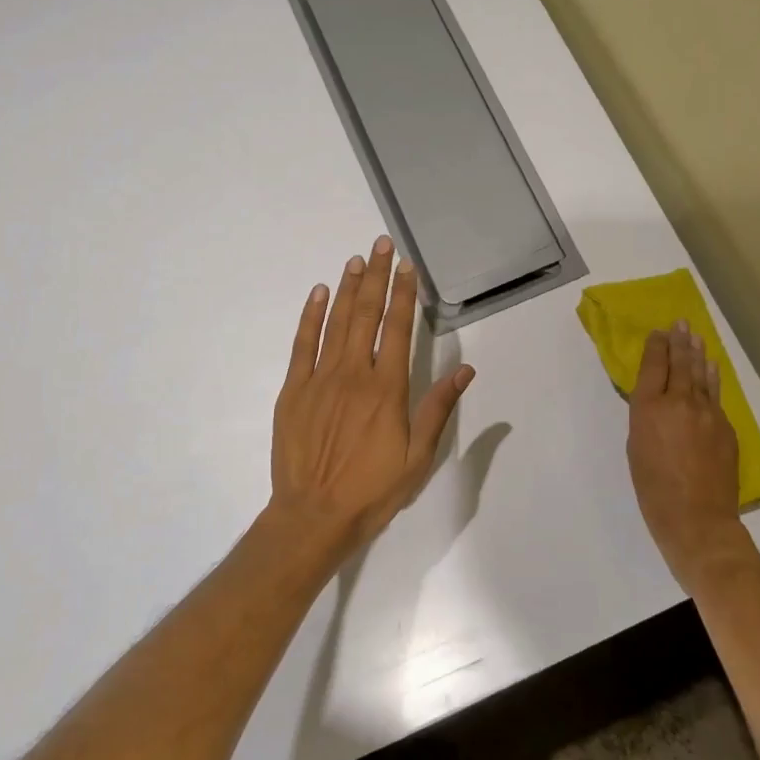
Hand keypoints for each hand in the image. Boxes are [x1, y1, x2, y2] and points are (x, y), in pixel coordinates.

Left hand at [269, 235, 474, 551]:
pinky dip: (311, 316)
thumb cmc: (373, 489)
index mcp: (387, 388)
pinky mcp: (294, 390)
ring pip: (336, 322)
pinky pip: (302, 344)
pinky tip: (318, 293)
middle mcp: (354, 373)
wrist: (314, 515)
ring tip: (356, 259)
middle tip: (381, 244)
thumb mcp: (418, 457)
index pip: (398, 329)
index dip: (404, 294)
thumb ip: (439, 408)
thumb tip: (465, 370)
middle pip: (366, 314)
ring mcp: (320, 379)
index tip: (408, 267)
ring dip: (347, 288)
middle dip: (376, 276)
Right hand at [627, 321, 752, 589]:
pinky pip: (716, 395)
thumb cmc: (653, 490)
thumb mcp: (637, 449)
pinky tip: (711, 369)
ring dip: (698, 354)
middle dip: (679, 342)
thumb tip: (657, 402)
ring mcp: (707, 413)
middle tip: (681, 323)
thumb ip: (646, 419)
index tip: (659, 332)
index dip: (657, 347)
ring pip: (701, 375)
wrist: (697, 519)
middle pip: (681, 364)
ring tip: (696, 336)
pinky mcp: (725, 428)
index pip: (654, 366)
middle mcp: (680, 402)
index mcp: (650, 408)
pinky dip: (712, 378)